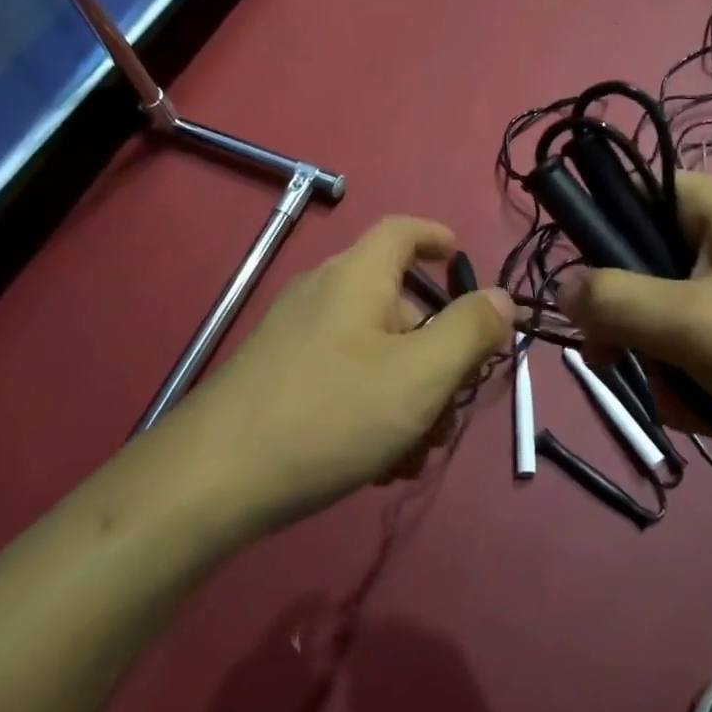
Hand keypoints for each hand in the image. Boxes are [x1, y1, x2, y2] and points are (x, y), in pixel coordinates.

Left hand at [174, 217, 515, 532]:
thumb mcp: (419, 375)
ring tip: (413, 454)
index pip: (402, 231)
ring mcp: (296, 335)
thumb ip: (469, 331)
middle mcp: (324, 293)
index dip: (437, 238)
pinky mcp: (278, 375)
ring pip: (374, 350)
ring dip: (406, 393)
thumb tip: (500, 298)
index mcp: (358, 276)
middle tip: (452, 408)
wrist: (210, 480)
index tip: (463, 262)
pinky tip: (374, 464)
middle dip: (435, 355)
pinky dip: (370, 406)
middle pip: (398, 304)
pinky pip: (342, 376)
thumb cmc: (330, 413)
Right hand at [560, 172, 711, 486]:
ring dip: (660, 357)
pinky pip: (698, 337)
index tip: (587, 296)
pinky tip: (705, 411)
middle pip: (643, 261)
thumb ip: (615, 300)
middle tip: (620, 362)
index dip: (599, 238)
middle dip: (631, 321)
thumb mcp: (691, 324)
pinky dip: (691, 372)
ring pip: (666, 308)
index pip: (630, 193)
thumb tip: (560, 286)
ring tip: (684, 401)